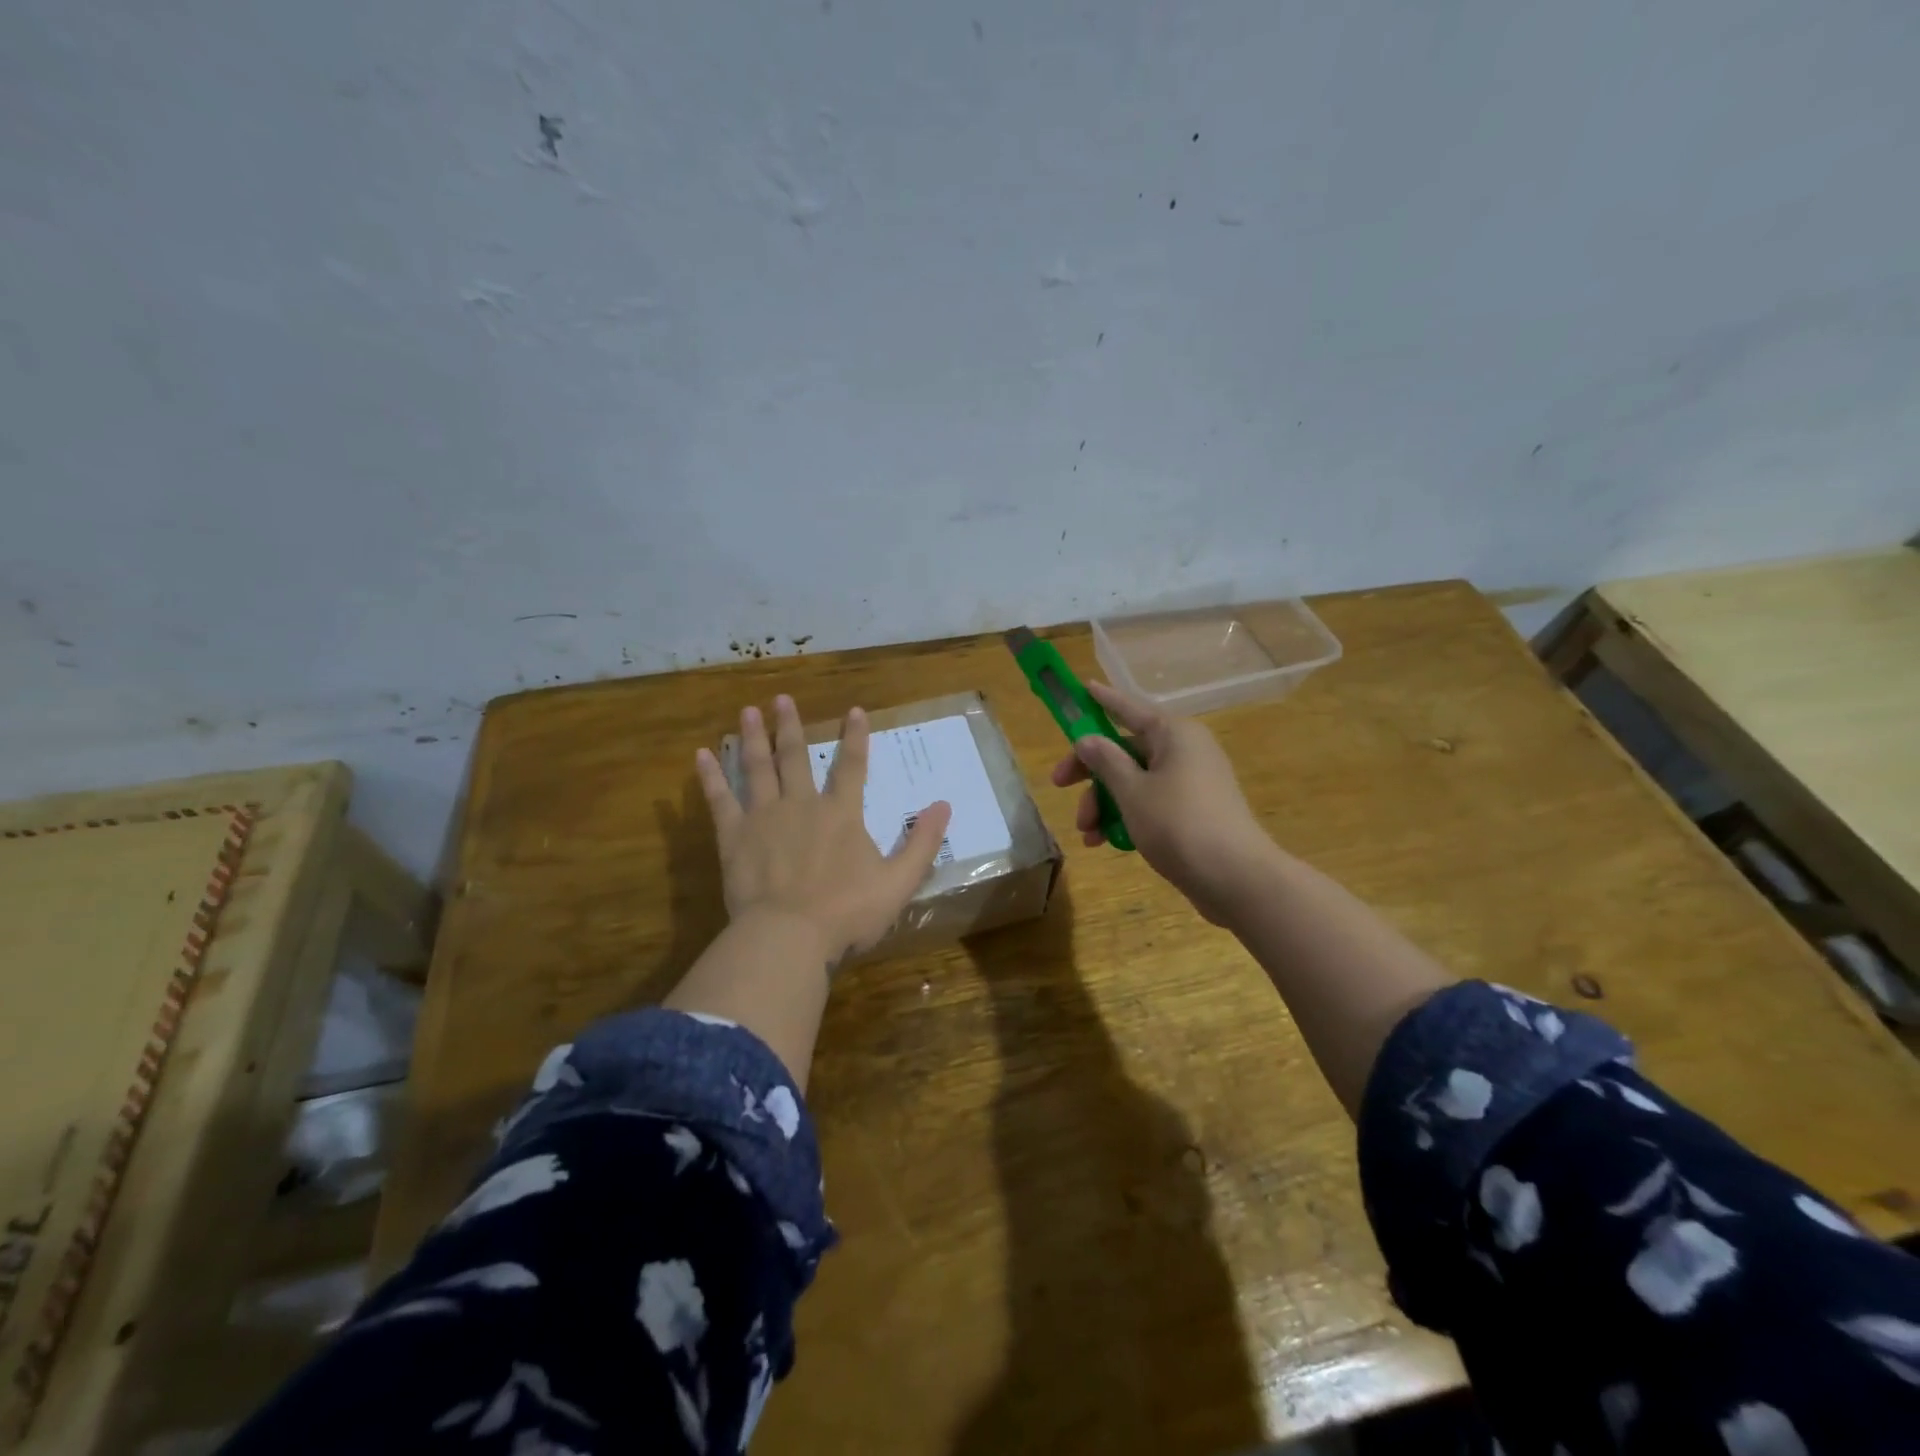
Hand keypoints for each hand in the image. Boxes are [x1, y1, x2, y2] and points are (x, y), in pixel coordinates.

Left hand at [695, 696, 952, 963]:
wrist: (789, 936)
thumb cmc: (847, 912)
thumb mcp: (899, 882)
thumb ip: (922, 843)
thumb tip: (943, 805)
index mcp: (841, 814)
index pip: (852, 766)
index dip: (855, 737)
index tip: (853, 710)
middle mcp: (801, 805)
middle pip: (794, 757)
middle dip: (789, 726)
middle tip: (780, 699)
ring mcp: (764, 817)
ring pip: (757, 768)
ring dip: (753, 738)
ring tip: (746, 712)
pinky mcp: (734, 837)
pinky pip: (720, 800)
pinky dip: (711, 777)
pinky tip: (701, 755)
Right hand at [1050, 682, 1279, 924]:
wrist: (1235, 878)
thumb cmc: (1178, 824)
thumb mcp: (1132, 792)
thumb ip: (1105, 761)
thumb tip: (1087, 739)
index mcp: (1174, 734)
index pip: (1130, 708)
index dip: (1103, 700)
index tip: (1082, 688)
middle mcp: (1186, 750)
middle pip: (1126, 750)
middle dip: (1092, 774)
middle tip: (1059, 786)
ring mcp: (1193, 782)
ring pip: (1136, 781)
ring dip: (1105, 803)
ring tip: (1088, 835)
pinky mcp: (1195, 812)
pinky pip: (1152, 803)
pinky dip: (1127, 818)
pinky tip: (1107, 843)